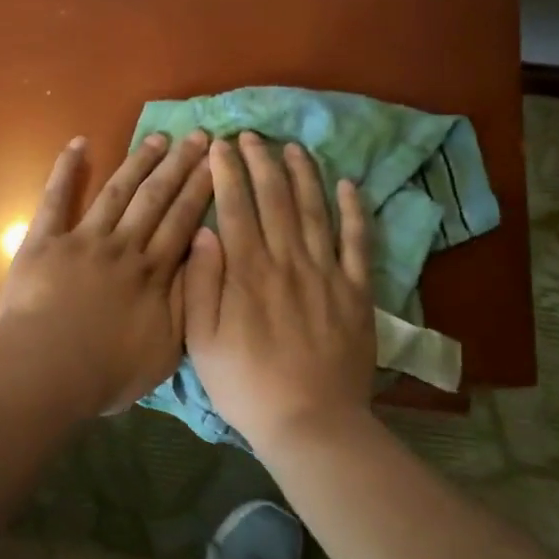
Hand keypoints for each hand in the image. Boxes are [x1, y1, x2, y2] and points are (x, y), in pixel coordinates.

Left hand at [0, 130, 213, 415]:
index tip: (217, 162)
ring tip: (159, 138)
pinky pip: (55, 199)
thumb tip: (205, 261)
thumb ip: (187, 303)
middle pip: (156, 199)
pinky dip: (65, 170)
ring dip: (139, 162)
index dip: (202, 190)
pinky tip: (77, 144)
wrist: (46, 371)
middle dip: (179, 166)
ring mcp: (83, 239)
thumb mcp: (166, 350)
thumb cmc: (106, 371)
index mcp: (153, 273)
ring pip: (117, 192)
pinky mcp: (45, 241)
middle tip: (199, 136)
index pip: (184, 222)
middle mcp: (123, 246)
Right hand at [183, 134, 377, 450]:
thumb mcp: (201, 341)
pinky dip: (354, 210)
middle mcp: (287, 260)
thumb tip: (204, 231)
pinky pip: (357, 241)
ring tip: (294, 148)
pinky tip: (348, 185)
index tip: (220, 145)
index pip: (235, 206)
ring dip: (304, 174)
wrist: (311, 422)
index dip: (227, 172)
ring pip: (315, 210)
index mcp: (247, 271)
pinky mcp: (356, 290)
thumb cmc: (246, 384)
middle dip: (261, 161)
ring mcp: (326, 273)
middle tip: (251, 136)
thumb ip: (201, 282)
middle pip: (275, 198)